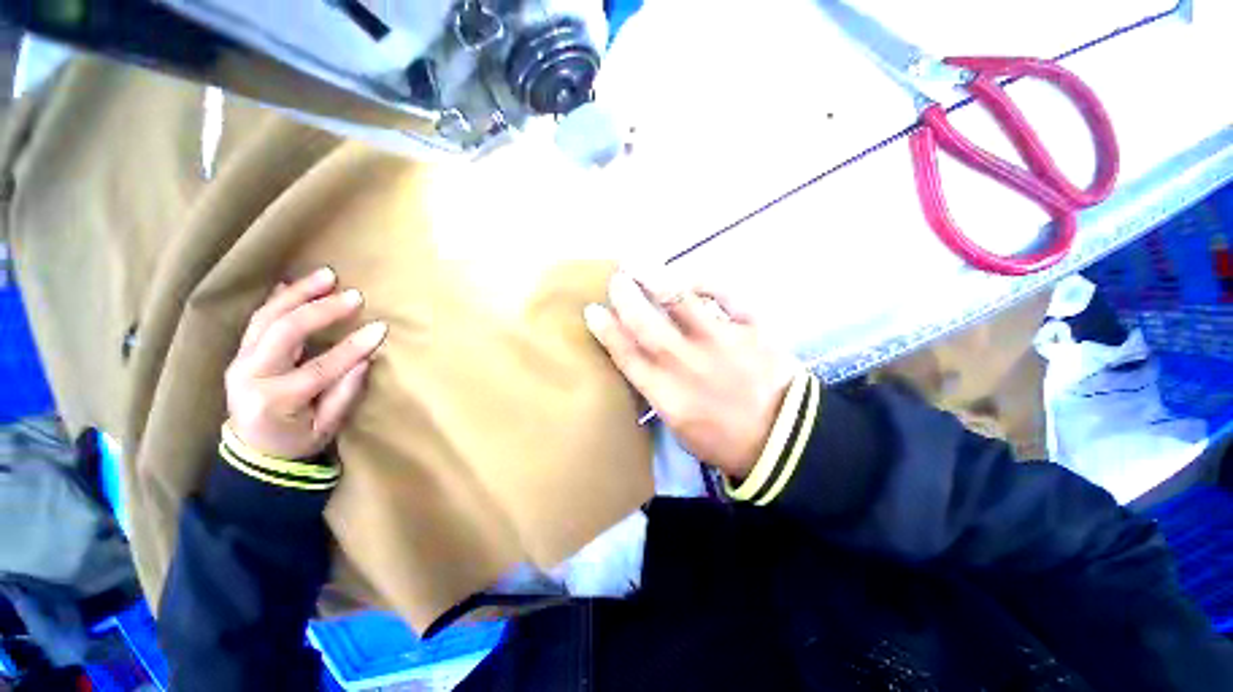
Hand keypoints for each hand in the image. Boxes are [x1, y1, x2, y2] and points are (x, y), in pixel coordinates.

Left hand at [225, 268, 386, 459]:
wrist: (253, 450)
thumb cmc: (295, 441)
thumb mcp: (326, 428)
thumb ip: (344, 395)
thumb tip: (365, 360)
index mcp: (274, 400)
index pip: (319, 368)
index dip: (352, 347)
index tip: (380, 328)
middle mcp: (250, 375)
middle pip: (284, 332)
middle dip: (321, 310)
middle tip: (354, 295)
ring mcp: (240, 361)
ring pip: (266, 317)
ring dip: (298, 293)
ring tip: (326, 275)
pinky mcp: (241, 352)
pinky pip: (258, 319)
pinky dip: (277, 298)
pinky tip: (292, 283)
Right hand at [584, 267, 799, 479]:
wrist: (783, 439)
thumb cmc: (724, 439)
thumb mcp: (679, 428)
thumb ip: (659, 393)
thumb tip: (644, 362)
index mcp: (668, 393)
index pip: (628, 356)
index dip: (607, 331)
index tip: (592, 310)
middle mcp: (688, 364)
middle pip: (647, 325)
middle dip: (626, 299)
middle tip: (616, 280)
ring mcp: (721, 342)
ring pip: (681, 303)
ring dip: (656, 280)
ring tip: (639, 264)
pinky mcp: (752, 330)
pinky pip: (727, 297)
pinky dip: (708, 283)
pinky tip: (693, 278)